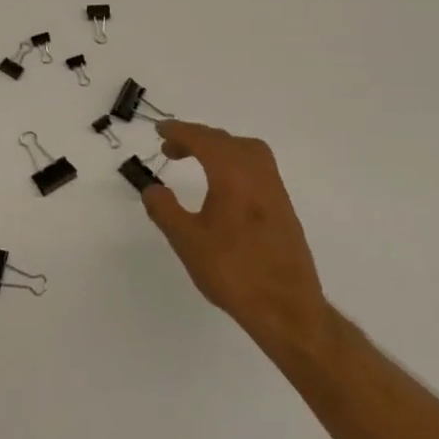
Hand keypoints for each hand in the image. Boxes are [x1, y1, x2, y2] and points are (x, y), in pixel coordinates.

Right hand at [141, 121, 332, 363]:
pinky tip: (222, 188)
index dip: (180, 131)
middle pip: (227, 141)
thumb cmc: (232, 271)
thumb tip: (152, 189)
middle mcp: (258, 176)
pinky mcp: (284, 210)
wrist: (286, 308)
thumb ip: (165, 210)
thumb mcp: (187, 241)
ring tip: (197, 162)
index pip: (204, 140)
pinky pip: (258, 169)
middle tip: (171, 148)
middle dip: (197, 138)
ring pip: (248, 152)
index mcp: (233, 176)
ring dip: (220, 149)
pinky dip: (235, 164)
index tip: (159, 130)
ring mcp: (275, 192)